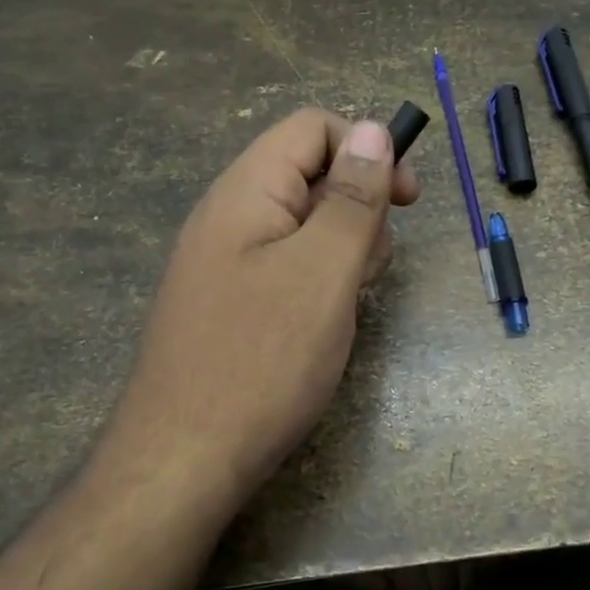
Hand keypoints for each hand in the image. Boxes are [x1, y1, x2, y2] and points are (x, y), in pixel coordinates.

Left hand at [104, 109, 419, 511]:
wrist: (182, 462)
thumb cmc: (262, 360)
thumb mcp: (324, 271)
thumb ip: (352, 197)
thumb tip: (371, 129)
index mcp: (246, 191)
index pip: (313, 128)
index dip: (367, 150)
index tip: (407, 201)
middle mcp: (230, 215)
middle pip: (311, 175)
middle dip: (357, 211)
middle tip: (365, 270)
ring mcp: (226, 261)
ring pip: (304, 225)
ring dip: (341, 252)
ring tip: (343, 305)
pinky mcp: (230, 301)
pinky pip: (287, 266)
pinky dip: (317, 283)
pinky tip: (320, 327)